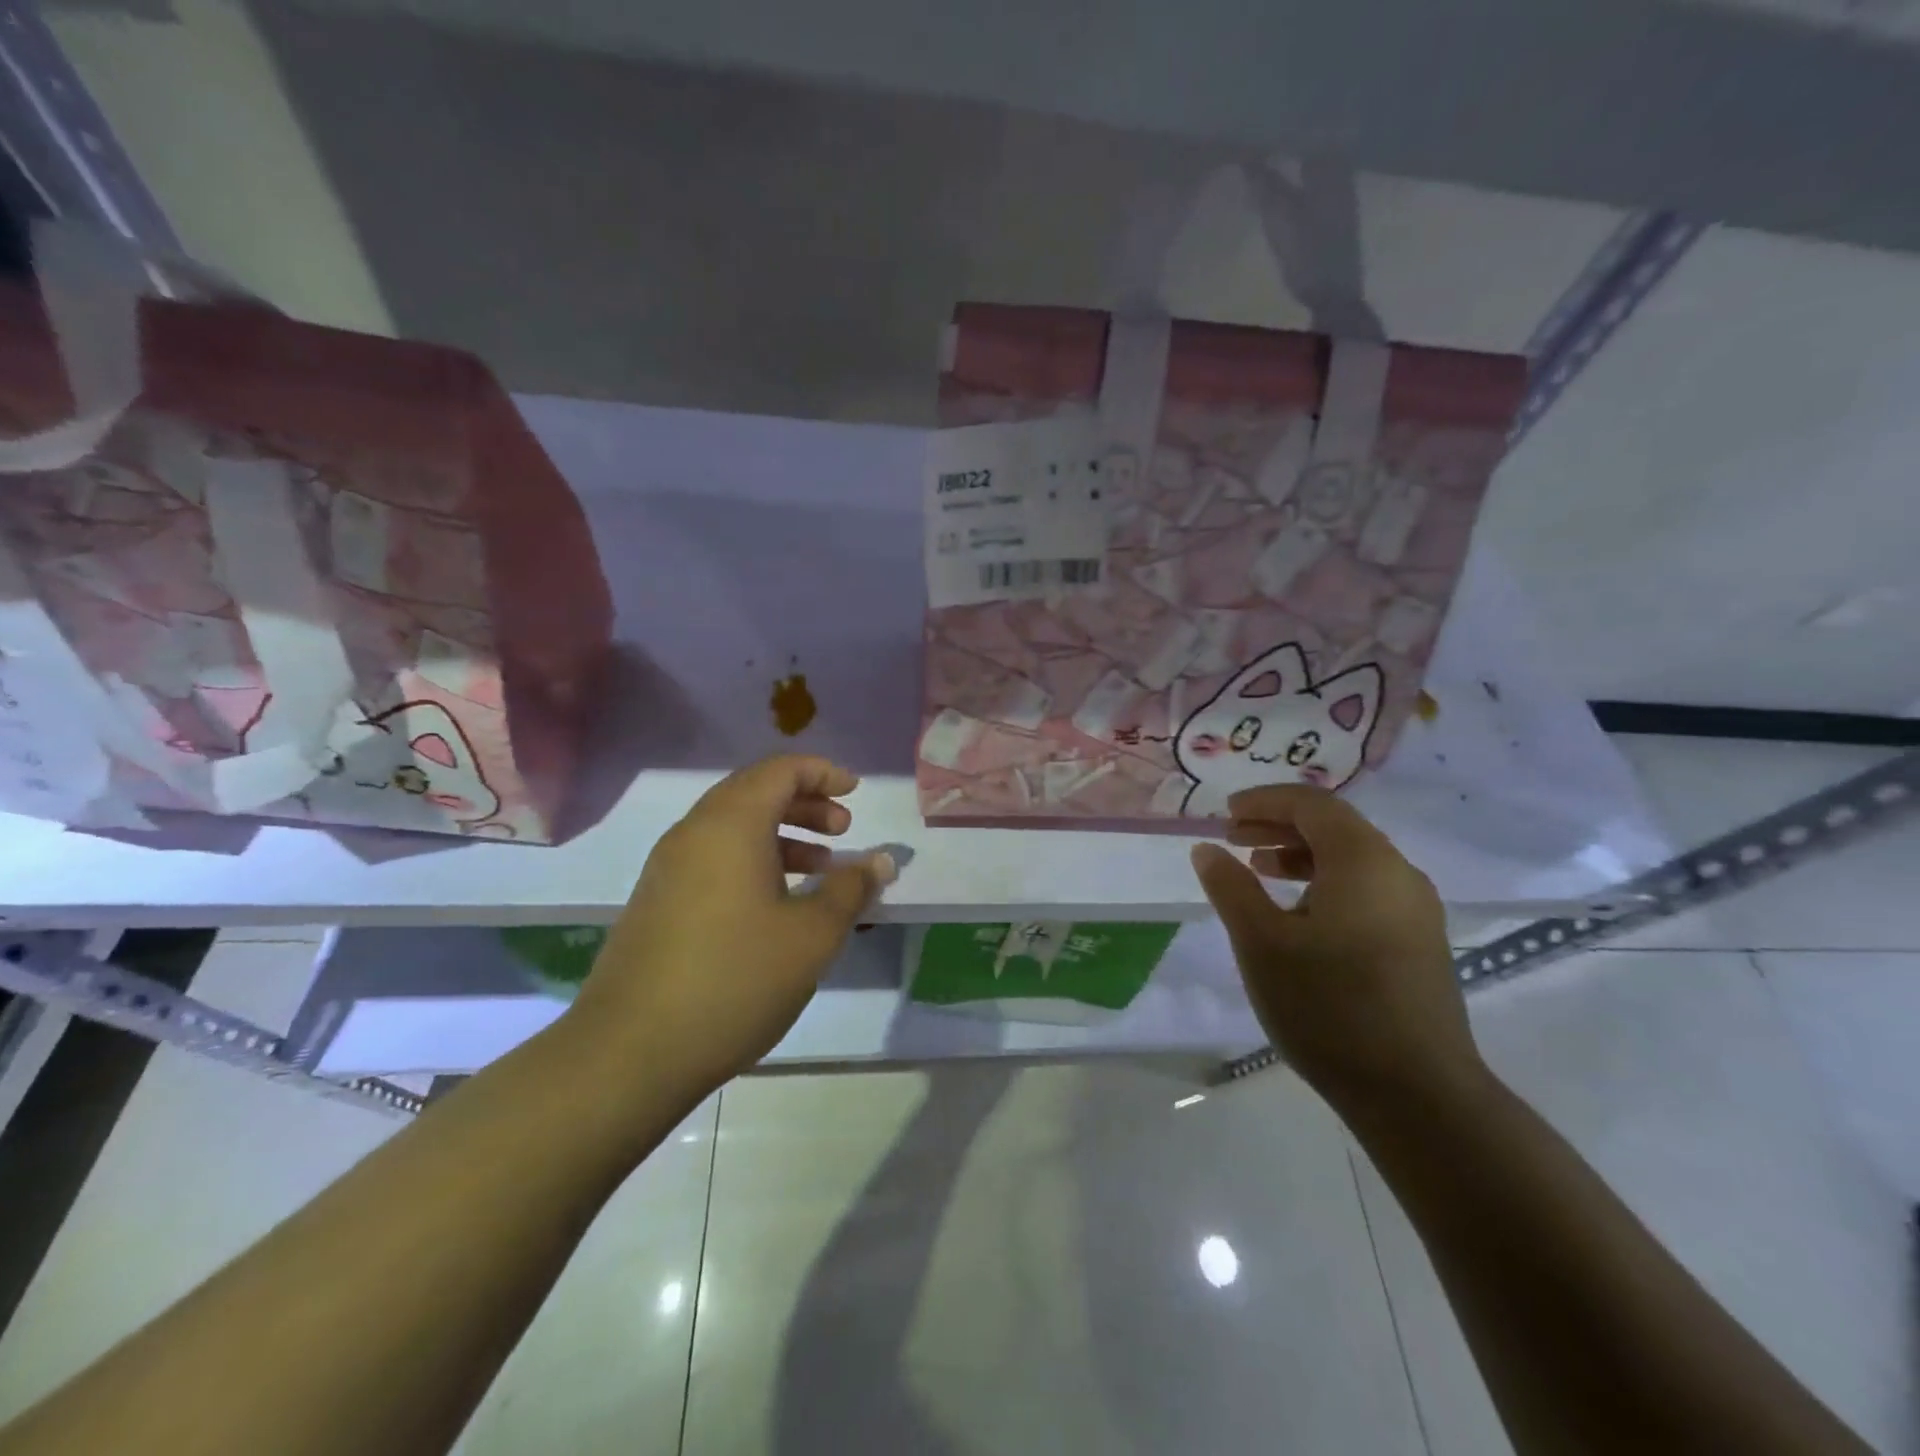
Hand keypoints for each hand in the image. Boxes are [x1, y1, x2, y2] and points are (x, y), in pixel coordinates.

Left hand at [567, 755, 894, 1096]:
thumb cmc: (735, 979)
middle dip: (804, 803)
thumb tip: (880, 861)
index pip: (779, 770)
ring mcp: (668, 869)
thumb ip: (850, 890)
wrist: (630, 1051)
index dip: (822, 772)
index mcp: (730, 825)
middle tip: (843, 829)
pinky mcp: (658, 902)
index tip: (855, 793)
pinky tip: (777, 905)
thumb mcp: (811, 936)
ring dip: (781, 835)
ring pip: (733, 828)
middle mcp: (693, 833)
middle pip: (754, 793)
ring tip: (820, 869)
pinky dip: (753, 862)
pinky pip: (714, 859)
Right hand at [1190, 784, 1480, 1108]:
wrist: (1418, 1094)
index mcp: (1364, 861)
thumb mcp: (1261, 943)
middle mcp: (1398, 873)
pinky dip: (1325, 883)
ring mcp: (1415, 910)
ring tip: (1258, 870)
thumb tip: (1207, 849)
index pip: (1312, 804)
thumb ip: (1230, 888)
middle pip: (1335, 827)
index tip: (1225, 813)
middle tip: (1233, 838)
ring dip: (1300, 855)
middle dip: (1279, 825)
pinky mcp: (1419, 942)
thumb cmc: (1329, 1006)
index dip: (1265, 801)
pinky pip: (1366, 889)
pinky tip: (1297, 915)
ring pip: (1352, 859)